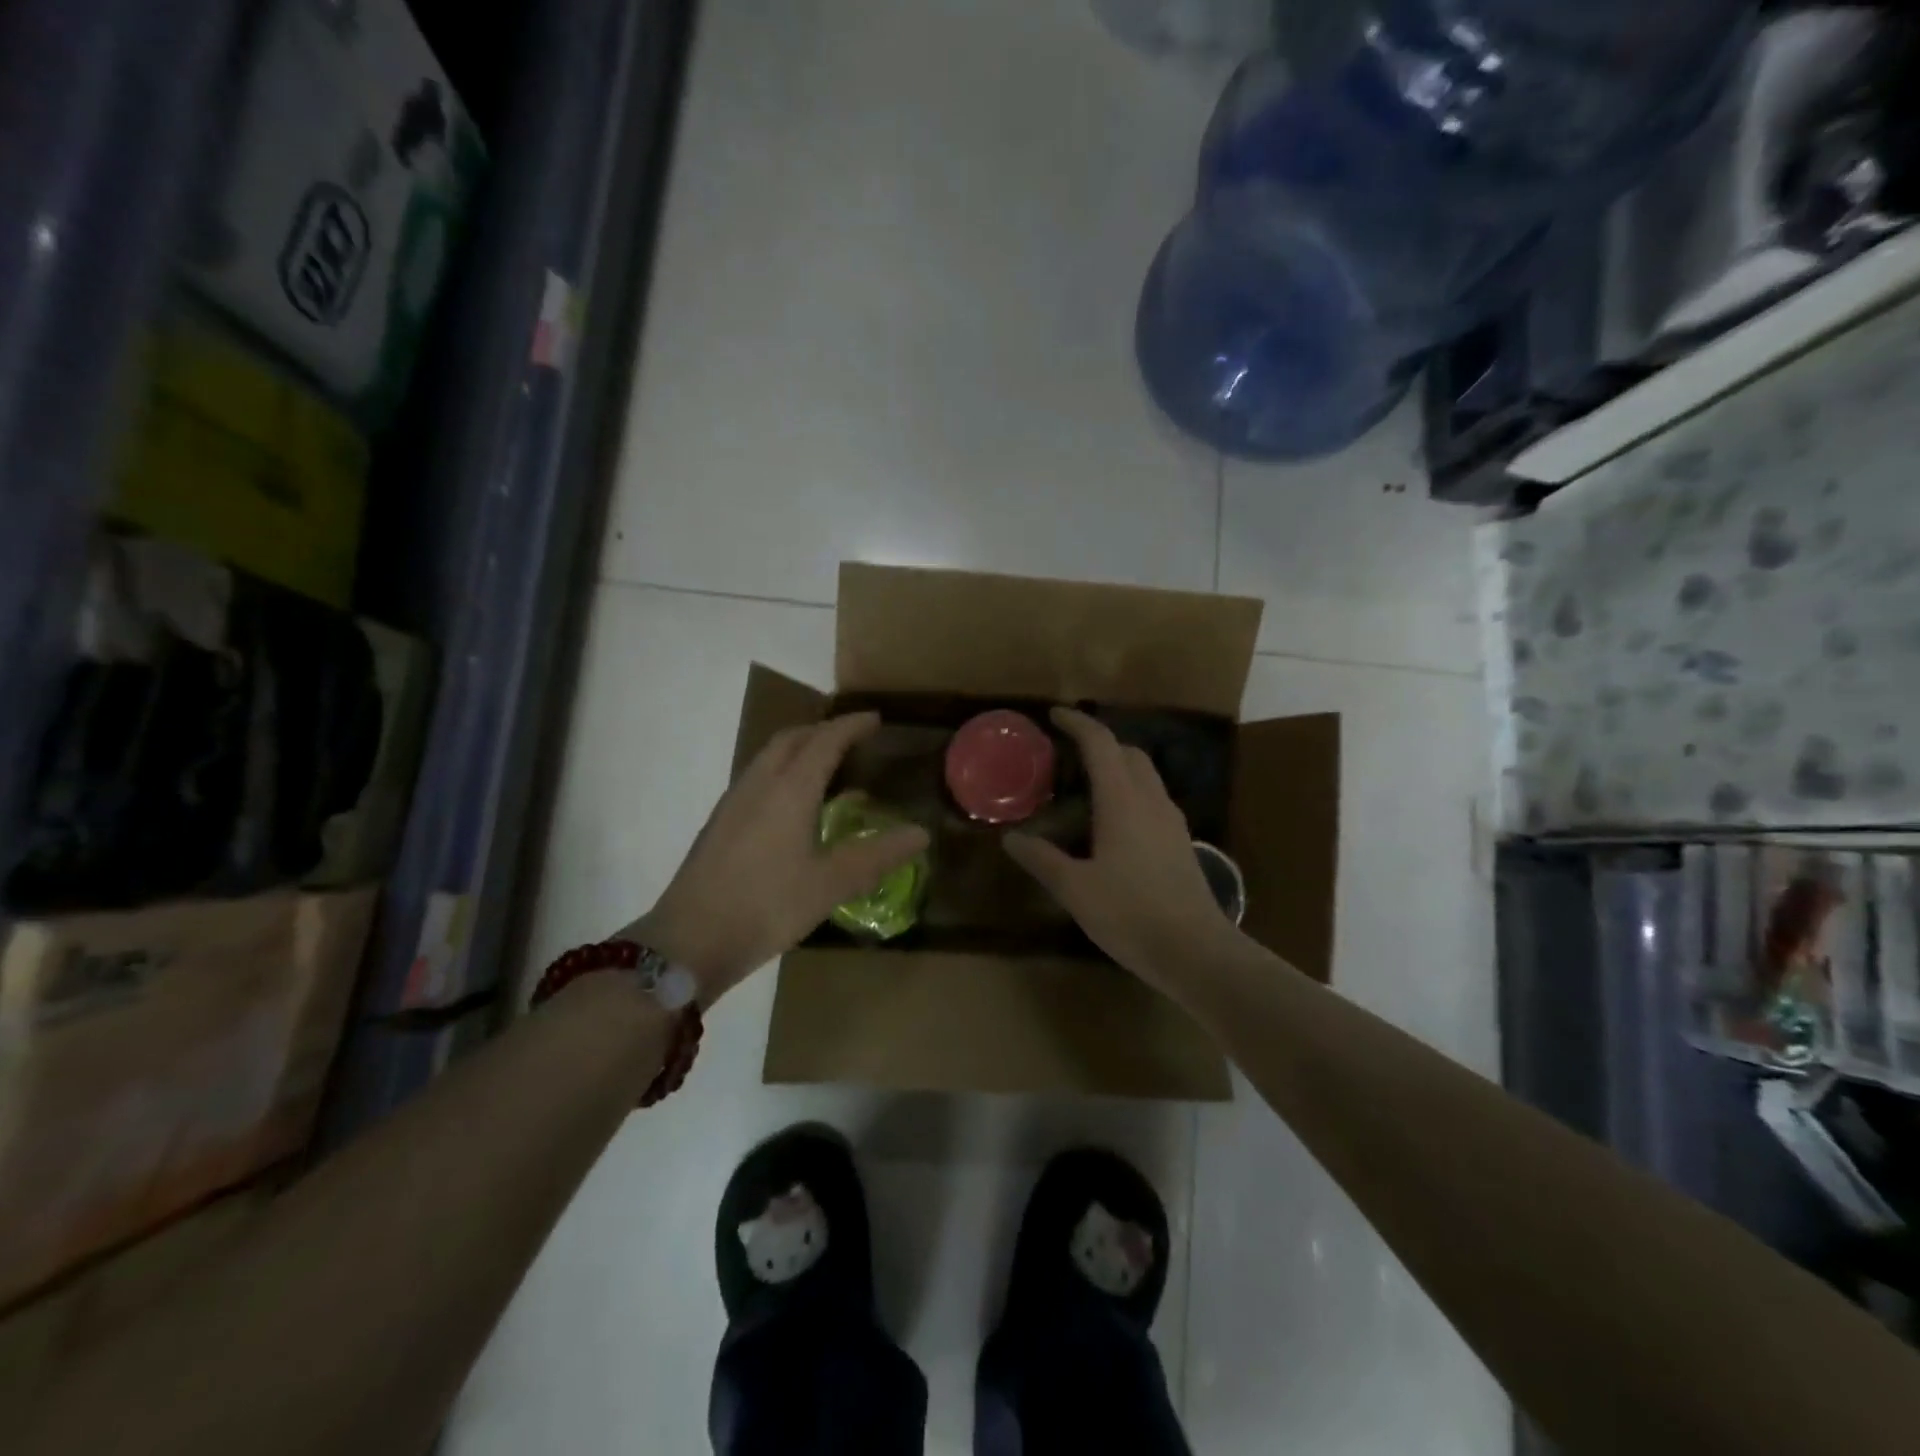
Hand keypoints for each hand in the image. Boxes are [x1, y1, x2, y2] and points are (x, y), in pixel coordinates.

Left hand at [630, 713, 928, 1004]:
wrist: (690, 939)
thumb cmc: (767, 905)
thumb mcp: (831, 884)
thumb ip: (877, 855)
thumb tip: (921, 833)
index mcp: (790, 789)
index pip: (825, 740)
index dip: (851, 726)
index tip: (875, 719)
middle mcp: (760, 784)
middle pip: (792, 739)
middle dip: (823, 730)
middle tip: (851, 738)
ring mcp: (734, 802)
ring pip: (770, 757)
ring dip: (799, 749)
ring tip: (826, 766)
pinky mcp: (720, 822)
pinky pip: (757, 777)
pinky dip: (782, 771)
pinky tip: (792, 806)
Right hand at [1005, 707, 1240, 994]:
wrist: (1195, 951)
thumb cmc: (1130, 913)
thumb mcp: (1075, 888)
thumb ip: (1042, 858)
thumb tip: (1011, 838)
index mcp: (1123, 800)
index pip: (1101, 743)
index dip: (1077, 723)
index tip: (1054, 715)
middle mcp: (1151, 800)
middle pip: (1128, 752)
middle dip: (1099, 743)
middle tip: (1067, 755)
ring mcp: (1171, 821)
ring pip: (1144, 775)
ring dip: (1117, 768)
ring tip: (1086, 787)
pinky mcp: (1181, 842)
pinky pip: (1152, 799)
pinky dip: (1129, 792)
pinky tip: (1112, 824)